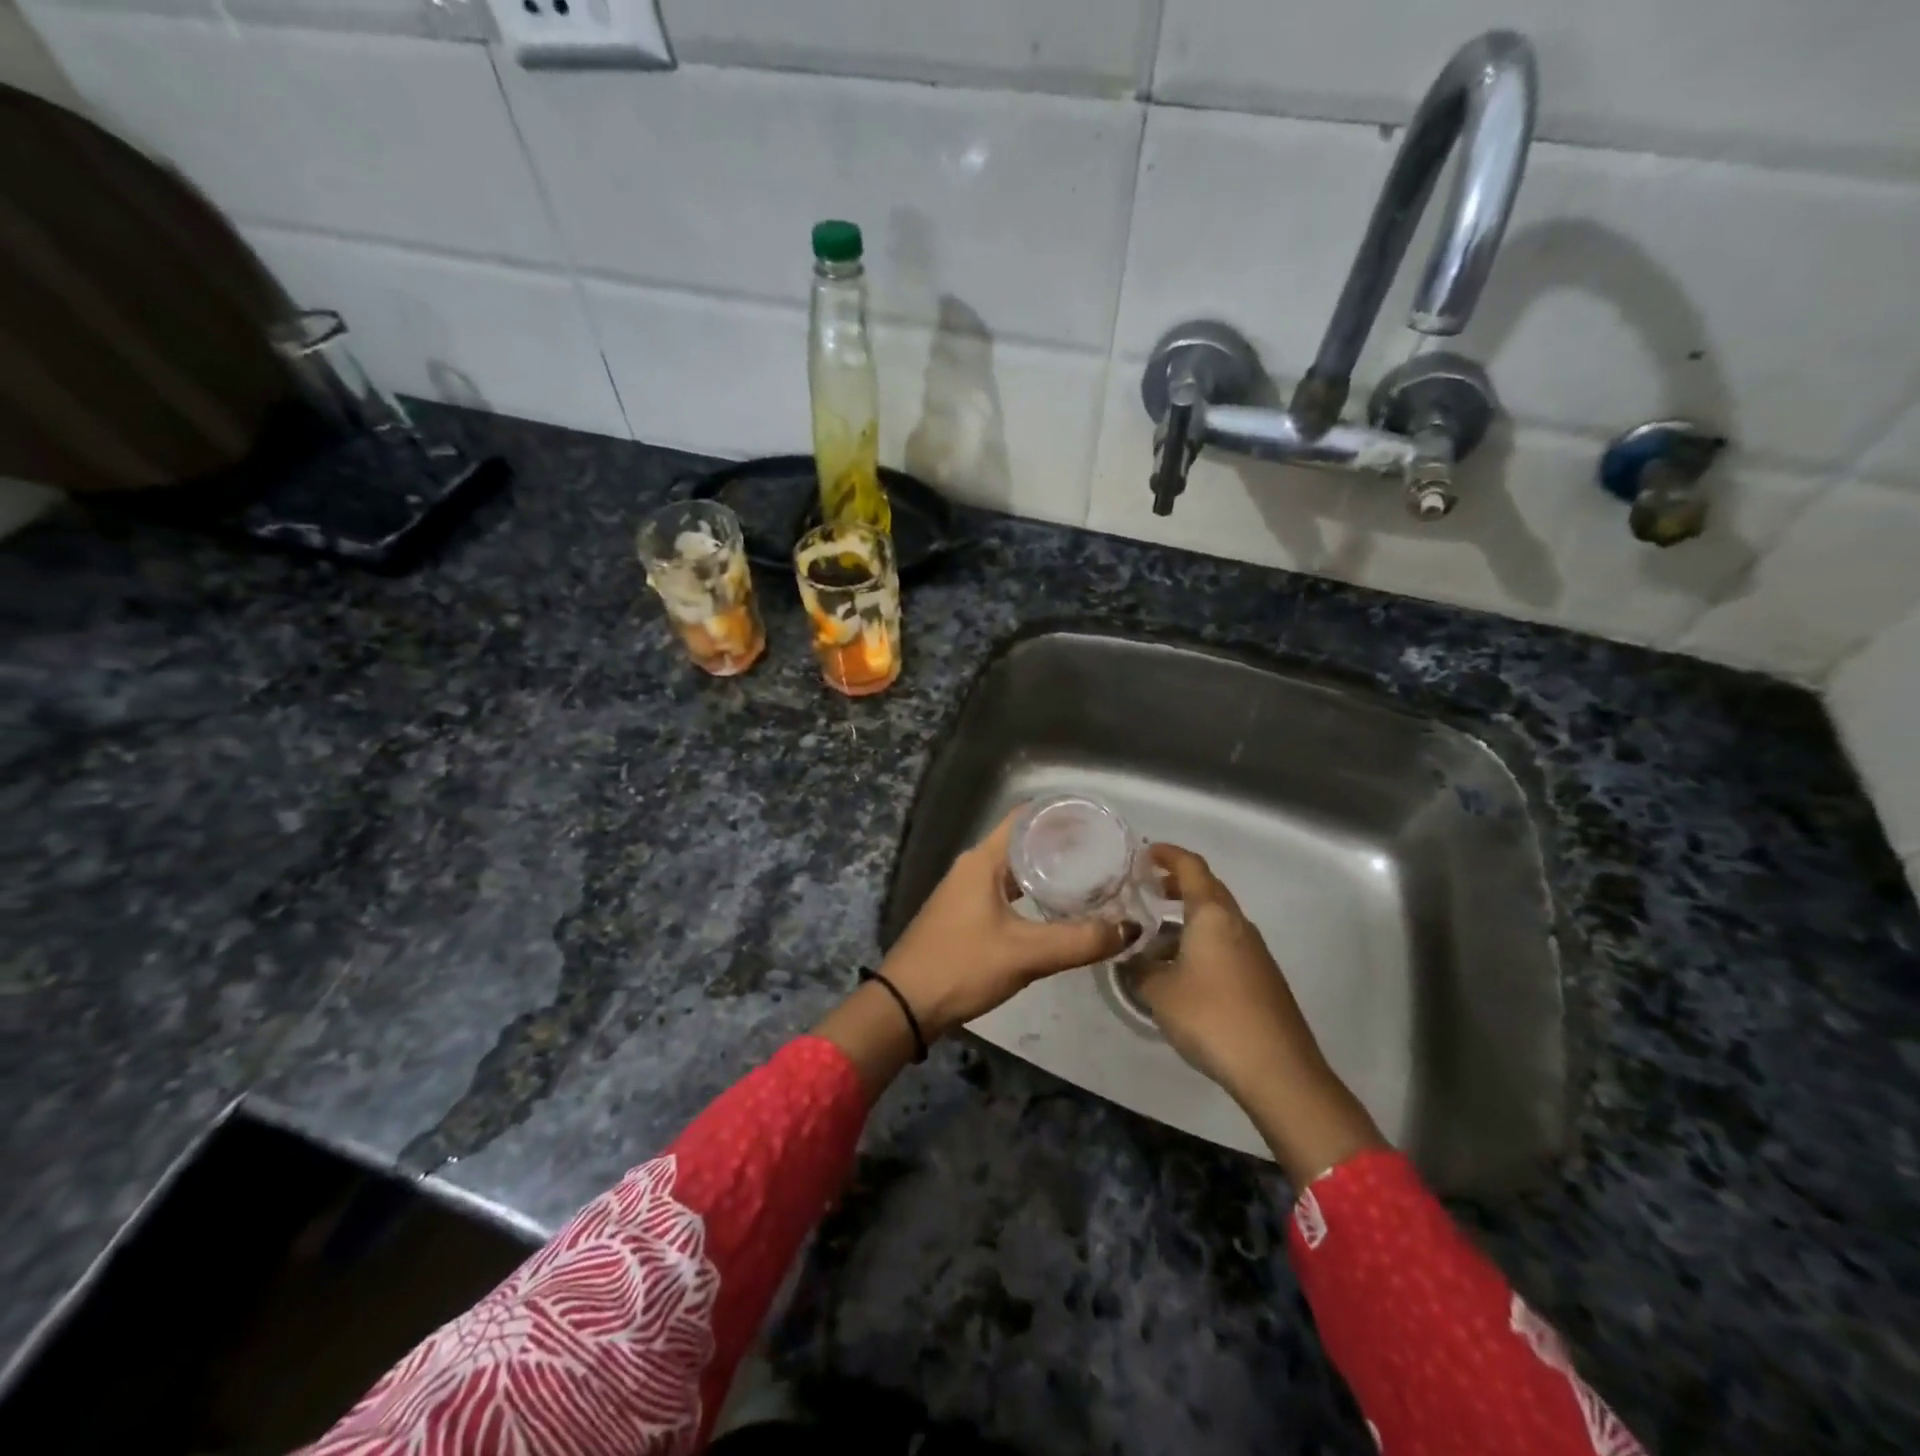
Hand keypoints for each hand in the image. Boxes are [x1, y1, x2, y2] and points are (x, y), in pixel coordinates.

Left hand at [879, 807, 1132, 1037]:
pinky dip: (1033, 892)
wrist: (906, 1005)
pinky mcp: (966, 914)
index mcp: (984, 860)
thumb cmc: (962, 966)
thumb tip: (1130, 929)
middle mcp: (974, 866)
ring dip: (1048, 870)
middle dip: (1062, 844)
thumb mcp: (1026, 954)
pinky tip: (1057, 909)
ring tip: (1091, 878)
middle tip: (1105, 853)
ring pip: (1015, 868)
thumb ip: (1080, 941)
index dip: (1061, 814)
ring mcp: (967, 890)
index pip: (1026, 817)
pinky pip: (1007, 890)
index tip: (1098, 821)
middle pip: (1023, 841)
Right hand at [1129, 844, 1384, 1184]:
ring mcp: (1254, 951)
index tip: (1145, 853)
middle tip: (1147, 891)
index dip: (1168, 855)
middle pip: (1208, 890)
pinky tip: (1181, 971)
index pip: (1191, 867)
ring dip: (1187, 919)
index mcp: (1213, 915)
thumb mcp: (1159, 992)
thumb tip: (1128, 958)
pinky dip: (1201, 943)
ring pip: (1217, 920)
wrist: (1278, 1070)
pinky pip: (1226, 944)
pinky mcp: (1262, 978)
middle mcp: (1238, 924)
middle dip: (1177, 885)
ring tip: (1155, 937)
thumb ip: (1138, 969)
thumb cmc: (1211, 1017)